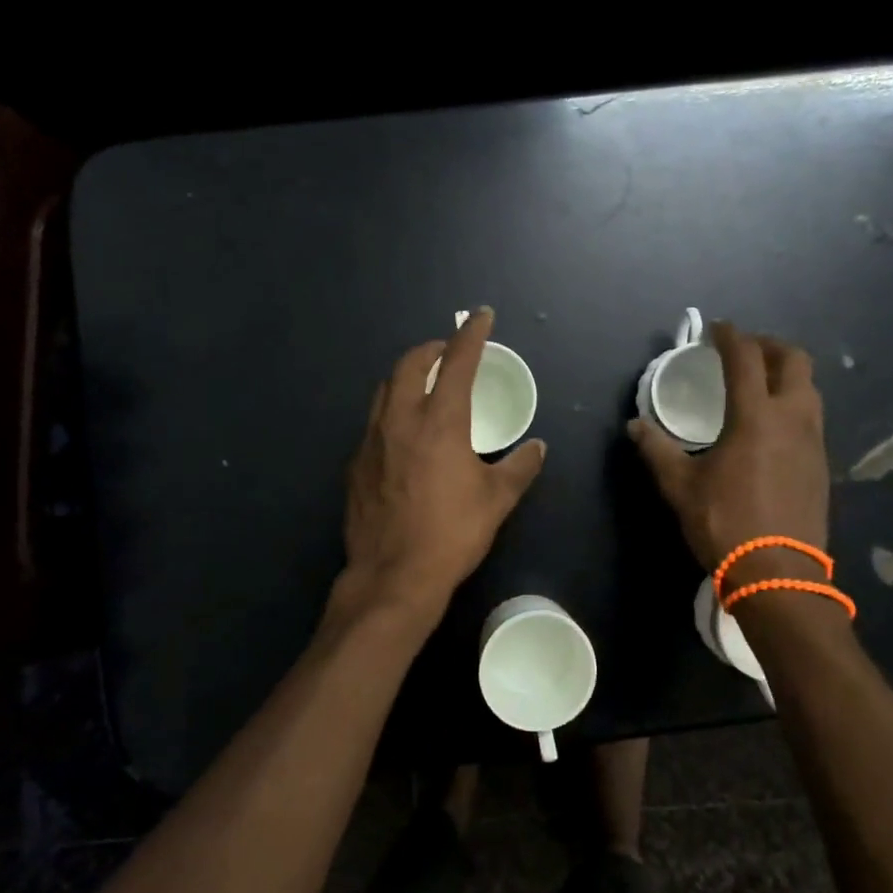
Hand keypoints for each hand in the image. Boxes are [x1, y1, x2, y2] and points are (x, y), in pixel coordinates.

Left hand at [343, 307, 546, 612]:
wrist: (393, 576)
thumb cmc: (452, 534)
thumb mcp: (496, 500)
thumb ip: (519, 467)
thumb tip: (537, 447)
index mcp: (440, 422)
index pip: (458, 362)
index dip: (471, 334)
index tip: (481, 316)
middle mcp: (401, 420)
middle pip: (410, 364)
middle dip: (431, 348)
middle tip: (448, 352)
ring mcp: (372, 441)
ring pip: (385, 390)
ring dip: (407, 376)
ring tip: (425, 385)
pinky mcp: (355, 464)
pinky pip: (373, 422)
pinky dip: (392, 411)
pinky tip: (403, 435)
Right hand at [627, 321, 829, 576]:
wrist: (777, 573)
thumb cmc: (724, 523)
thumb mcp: (680, 486)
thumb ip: (657, 450)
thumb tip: (635, 426)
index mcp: (755, 416)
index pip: (746, 358)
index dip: (730, 336)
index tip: (717, 329)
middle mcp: (792, 418)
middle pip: (794, 360)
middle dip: (769, 346)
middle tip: (744, 351)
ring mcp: (813, 441)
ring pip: (809, 388)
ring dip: (787, 374)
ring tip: (760, 384)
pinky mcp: (822, 464)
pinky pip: (812, 417)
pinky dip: (794, 404)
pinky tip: (773, 427)